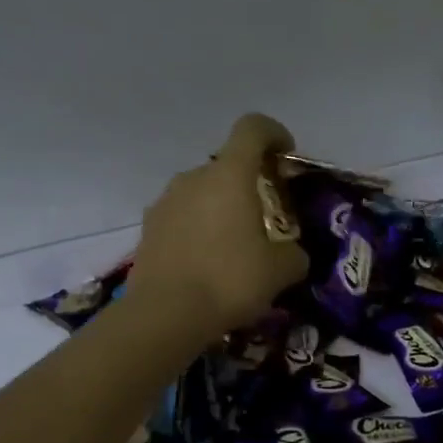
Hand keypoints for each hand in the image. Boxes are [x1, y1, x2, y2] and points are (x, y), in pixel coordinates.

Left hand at [125, 113, 309, 338]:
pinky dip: (196, 229)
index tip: (285, 155)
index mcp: (229, 175)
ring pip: (201, 192)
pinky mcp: (148, 228)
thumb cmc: (229, 281)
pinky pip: (180, 217)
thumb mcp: (279, 271)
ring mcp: (165, 201)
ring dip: (219, 208)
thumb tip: (294, 255)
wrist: (164, 314)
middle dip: (247, 183)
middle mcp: (193, 178)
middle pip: (226, 165)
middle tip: (264, 217)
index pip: (252, 128)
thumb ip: (294, 255)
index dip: (273, 132)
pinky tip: (205, 263)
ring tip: (233, 246)